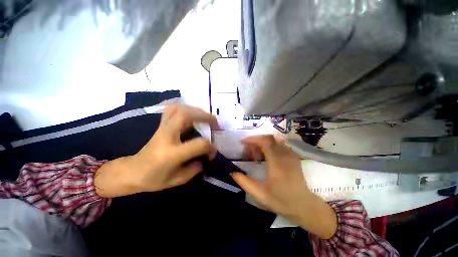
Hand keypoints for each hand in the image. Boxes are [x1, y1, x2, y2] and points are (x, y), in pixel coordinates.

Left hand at [95, 105, 217, 197]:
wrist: (132, 171)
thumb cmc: (153, 179)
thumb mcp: (177, 180)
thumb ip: (195, 168)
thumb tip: (207, 155)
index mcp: (171, 154)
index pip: (198, 144)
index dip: (209, 146)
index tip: (213, 150)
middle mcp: (166, 136)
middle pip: (186, 116)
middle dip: (204, 116)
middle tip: (214, 122)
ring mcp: (162, 128)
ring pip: (179, 109)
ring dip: (195, 110)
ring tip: (205, 116)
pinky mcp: (160, 125)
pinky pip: (172, 109)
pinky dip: (185, 108)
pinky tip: (192, 112)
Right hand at [231, 135, 336, 238]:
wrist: (305, 206)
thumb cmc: (282, 201)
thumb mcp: (260, 195)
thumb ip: (244, 182)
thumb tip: (232, 172)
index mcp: (276, 164)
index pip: (265, 142)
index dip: (253, 139)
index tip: (243, 142)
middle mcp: (284, 156)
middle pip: (269, 138)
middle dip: (255, 140)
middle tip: (248, 150)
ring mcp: (291, 155)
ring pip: (274, 140)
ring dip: (262, 143)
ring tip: (255, 153)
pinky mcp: (293, 156)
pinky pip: (279, 145)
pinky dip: (269, 146)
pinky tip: (265, 155)